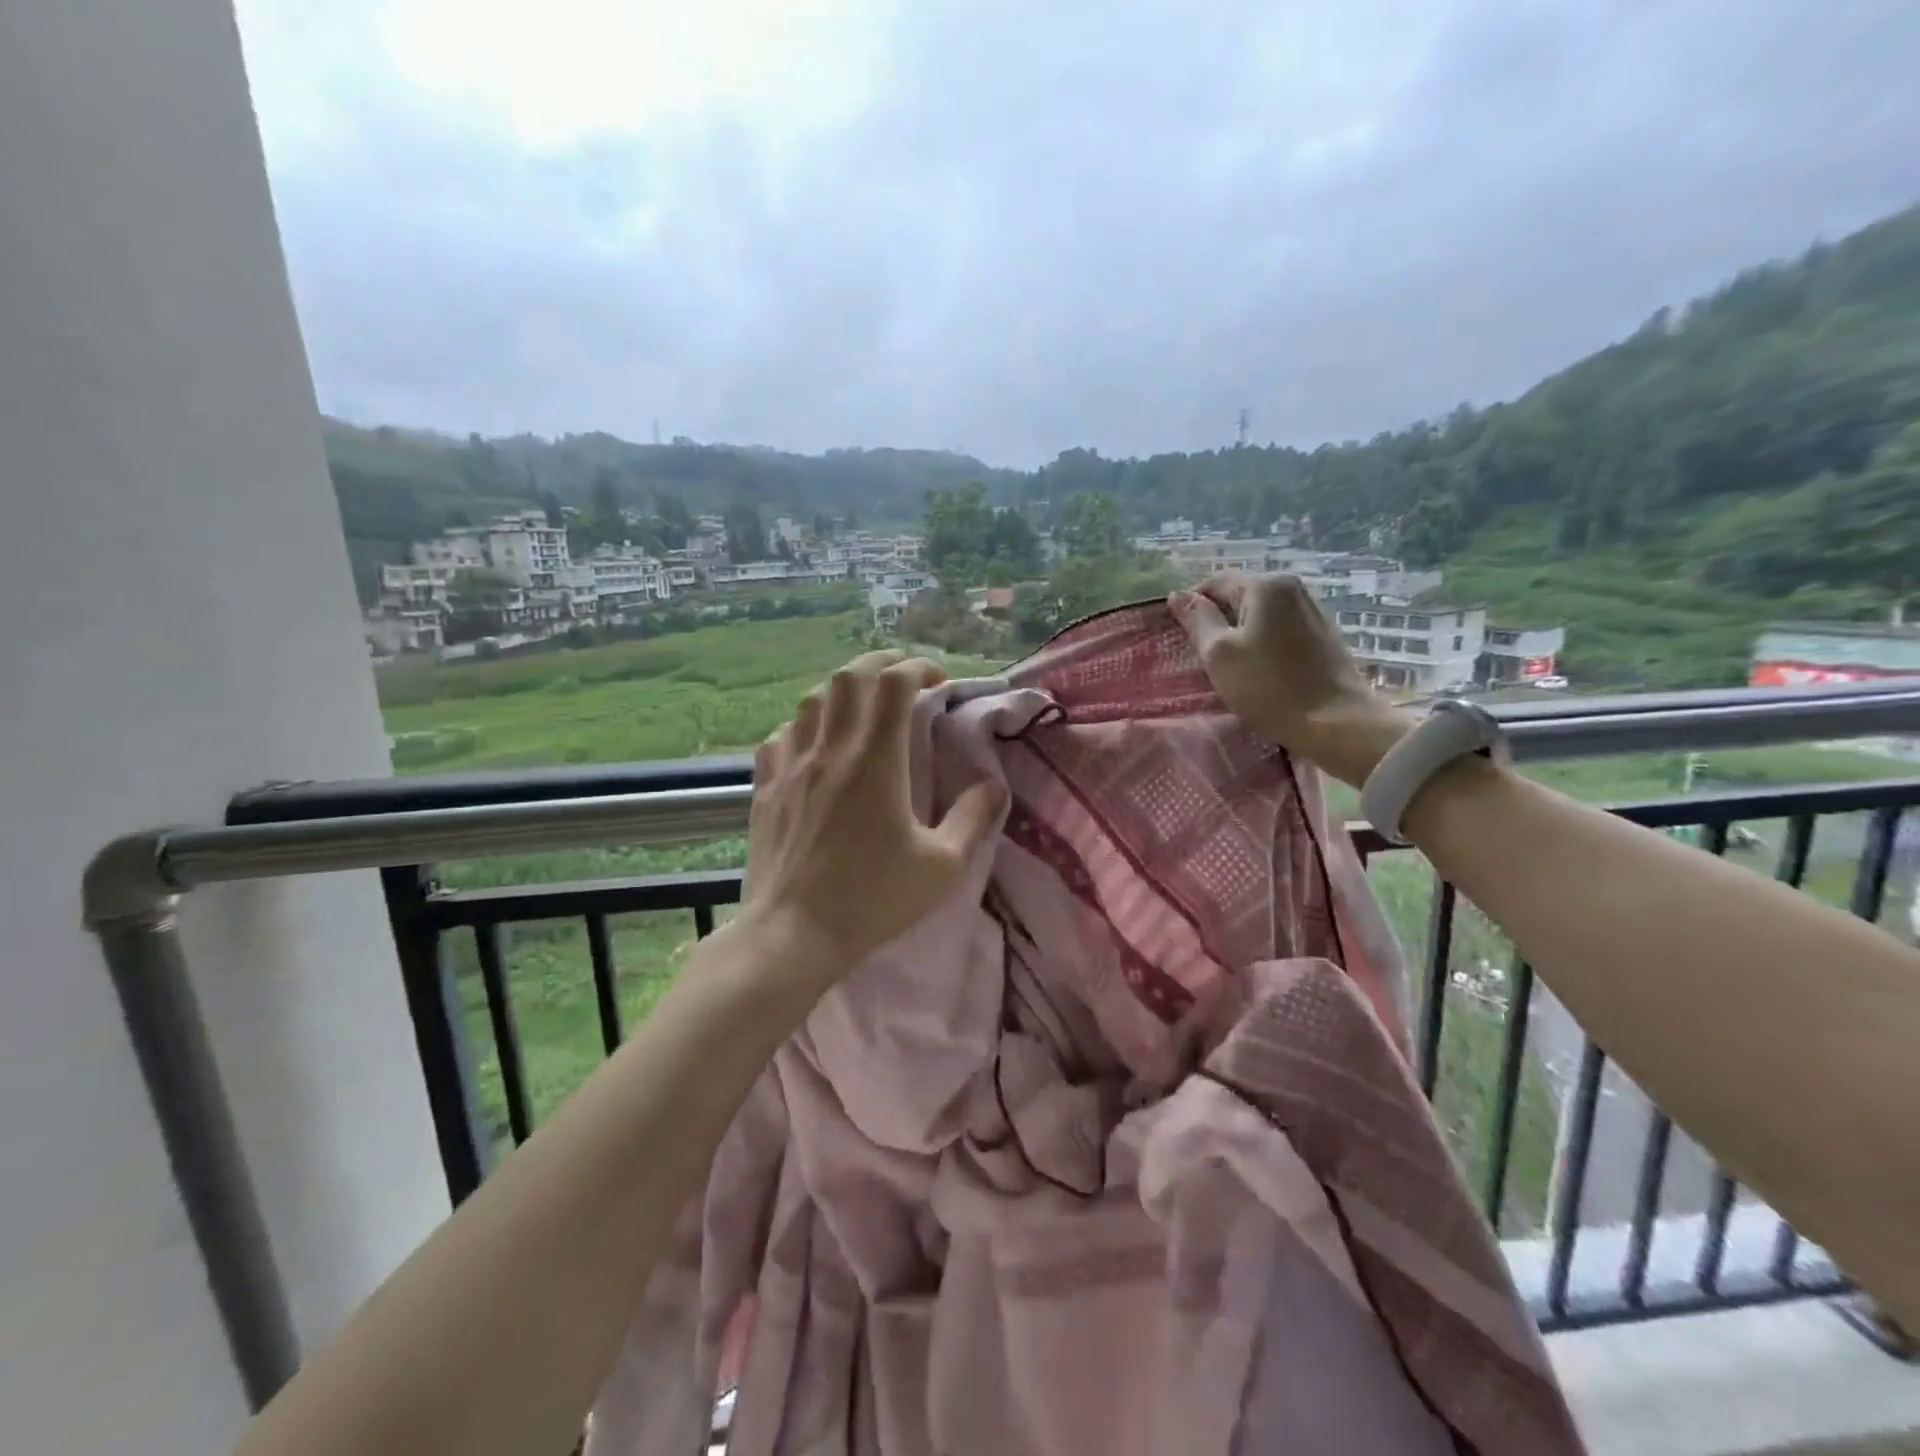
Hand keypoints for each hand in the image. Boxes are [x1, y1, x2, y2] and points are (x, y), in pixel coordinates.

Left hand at [740, 650, 1007, 982]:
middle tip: (905, 680)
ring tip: (863, 707)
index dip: (919, 667)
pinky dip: (805, 725)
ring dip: (843, 690)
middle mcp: (831, 749)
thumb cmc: (872, 900)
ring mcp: (792, 765)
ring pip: (813, 699)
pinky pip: (782, 735)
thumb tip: (994, 786)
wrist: (793, 934)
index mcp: (876, 760)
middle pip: (850, 676)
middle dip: (882, 664)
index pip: (894, 682)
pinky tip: (816, 744)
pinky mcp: (766, 787)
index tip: (939, 681)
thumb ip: (973, 819)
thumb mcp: (941, 866)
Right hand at [1170, 573, 1416, 787]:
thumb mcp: (1219, 654)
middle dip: (1220, 621)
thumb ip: (1197, 620)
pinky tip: (1263, 670)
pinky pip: (1283, 629)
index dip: (1194, 607)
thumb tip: (1177, 595)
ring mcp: (1314, 609)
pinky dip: (1266, 642)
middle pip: (1241, 596)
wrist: (1337, 722)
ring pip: (1263, 614)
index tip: (1184, 638)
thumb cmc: (1269, 687)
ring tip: (1234, 666)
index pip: (1215, 583)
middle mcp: (1294, 587)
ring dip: (1243, 633)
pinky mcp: (1326, 634)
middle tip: (1207, 657)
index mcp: (1266, 585)